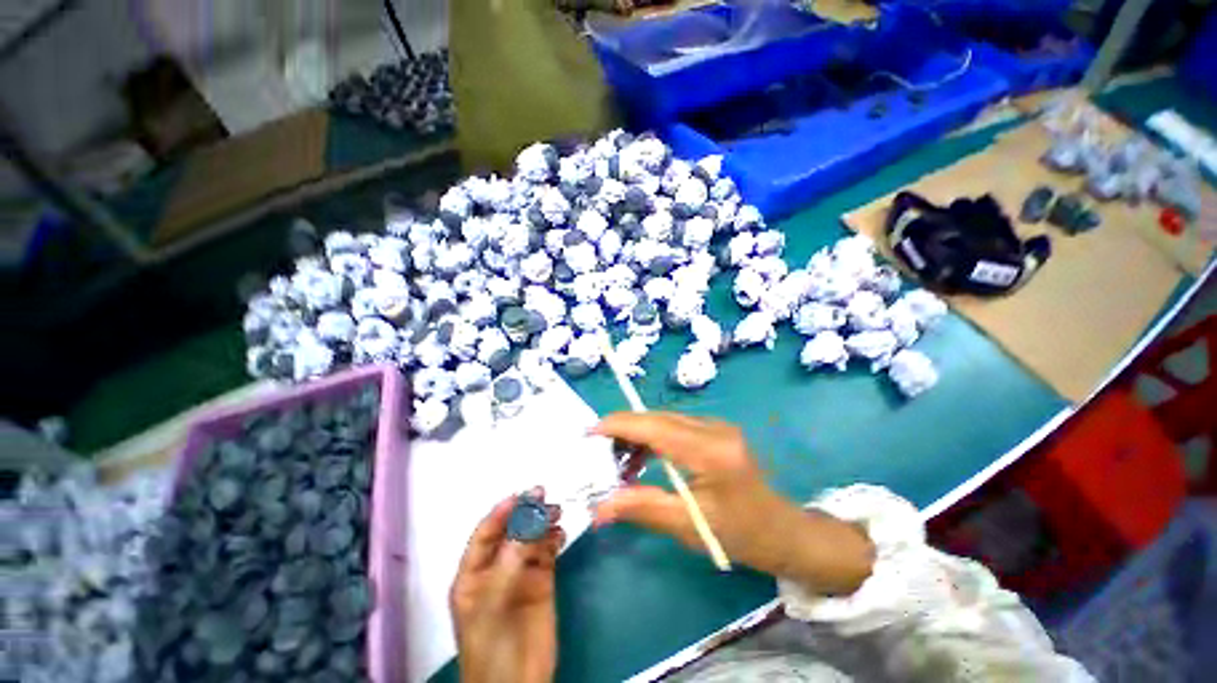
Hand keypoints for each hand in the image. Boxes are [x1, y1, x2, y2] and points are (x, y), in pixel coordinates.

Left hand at [451, 489, 565, 682]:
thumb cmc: (493, 645)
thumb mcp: (494, 601)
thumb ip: (511, 559)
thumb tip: (528, 520)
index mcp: (473, 575)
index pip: (485, 534)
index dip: (501, 513)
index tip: (522, 496)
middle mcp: (496, 569)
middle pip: (511, 533)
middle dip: (526, 514)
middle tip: (545, 497)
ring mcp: (520, 575)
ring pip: (531, 539)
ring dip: (542, 524)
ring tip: (557, 513)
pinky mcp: (541, 582)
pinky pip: (546, 553)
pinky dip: (553, 540)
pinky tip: (560, 534)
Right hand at [591, 412, 874, 595]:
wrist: (781, 530)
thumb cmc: (739, 535)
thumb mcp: (688, 526)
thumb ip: (642, 508)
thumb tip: (599, 507)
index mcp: (710, 451)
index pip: (655, 427)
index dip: (619, 425)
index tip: (589, 432)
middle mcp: (714, 428)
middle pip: (657, 417)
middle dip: (624, 430)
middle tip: (599, 453)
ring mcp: (717, 426)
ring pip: (664, 419)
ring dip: (638, 434)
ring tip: (620, 463)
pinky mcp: (715, 430)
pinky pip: (675, 426)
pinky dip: (653, 438)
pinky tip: (643, 459)